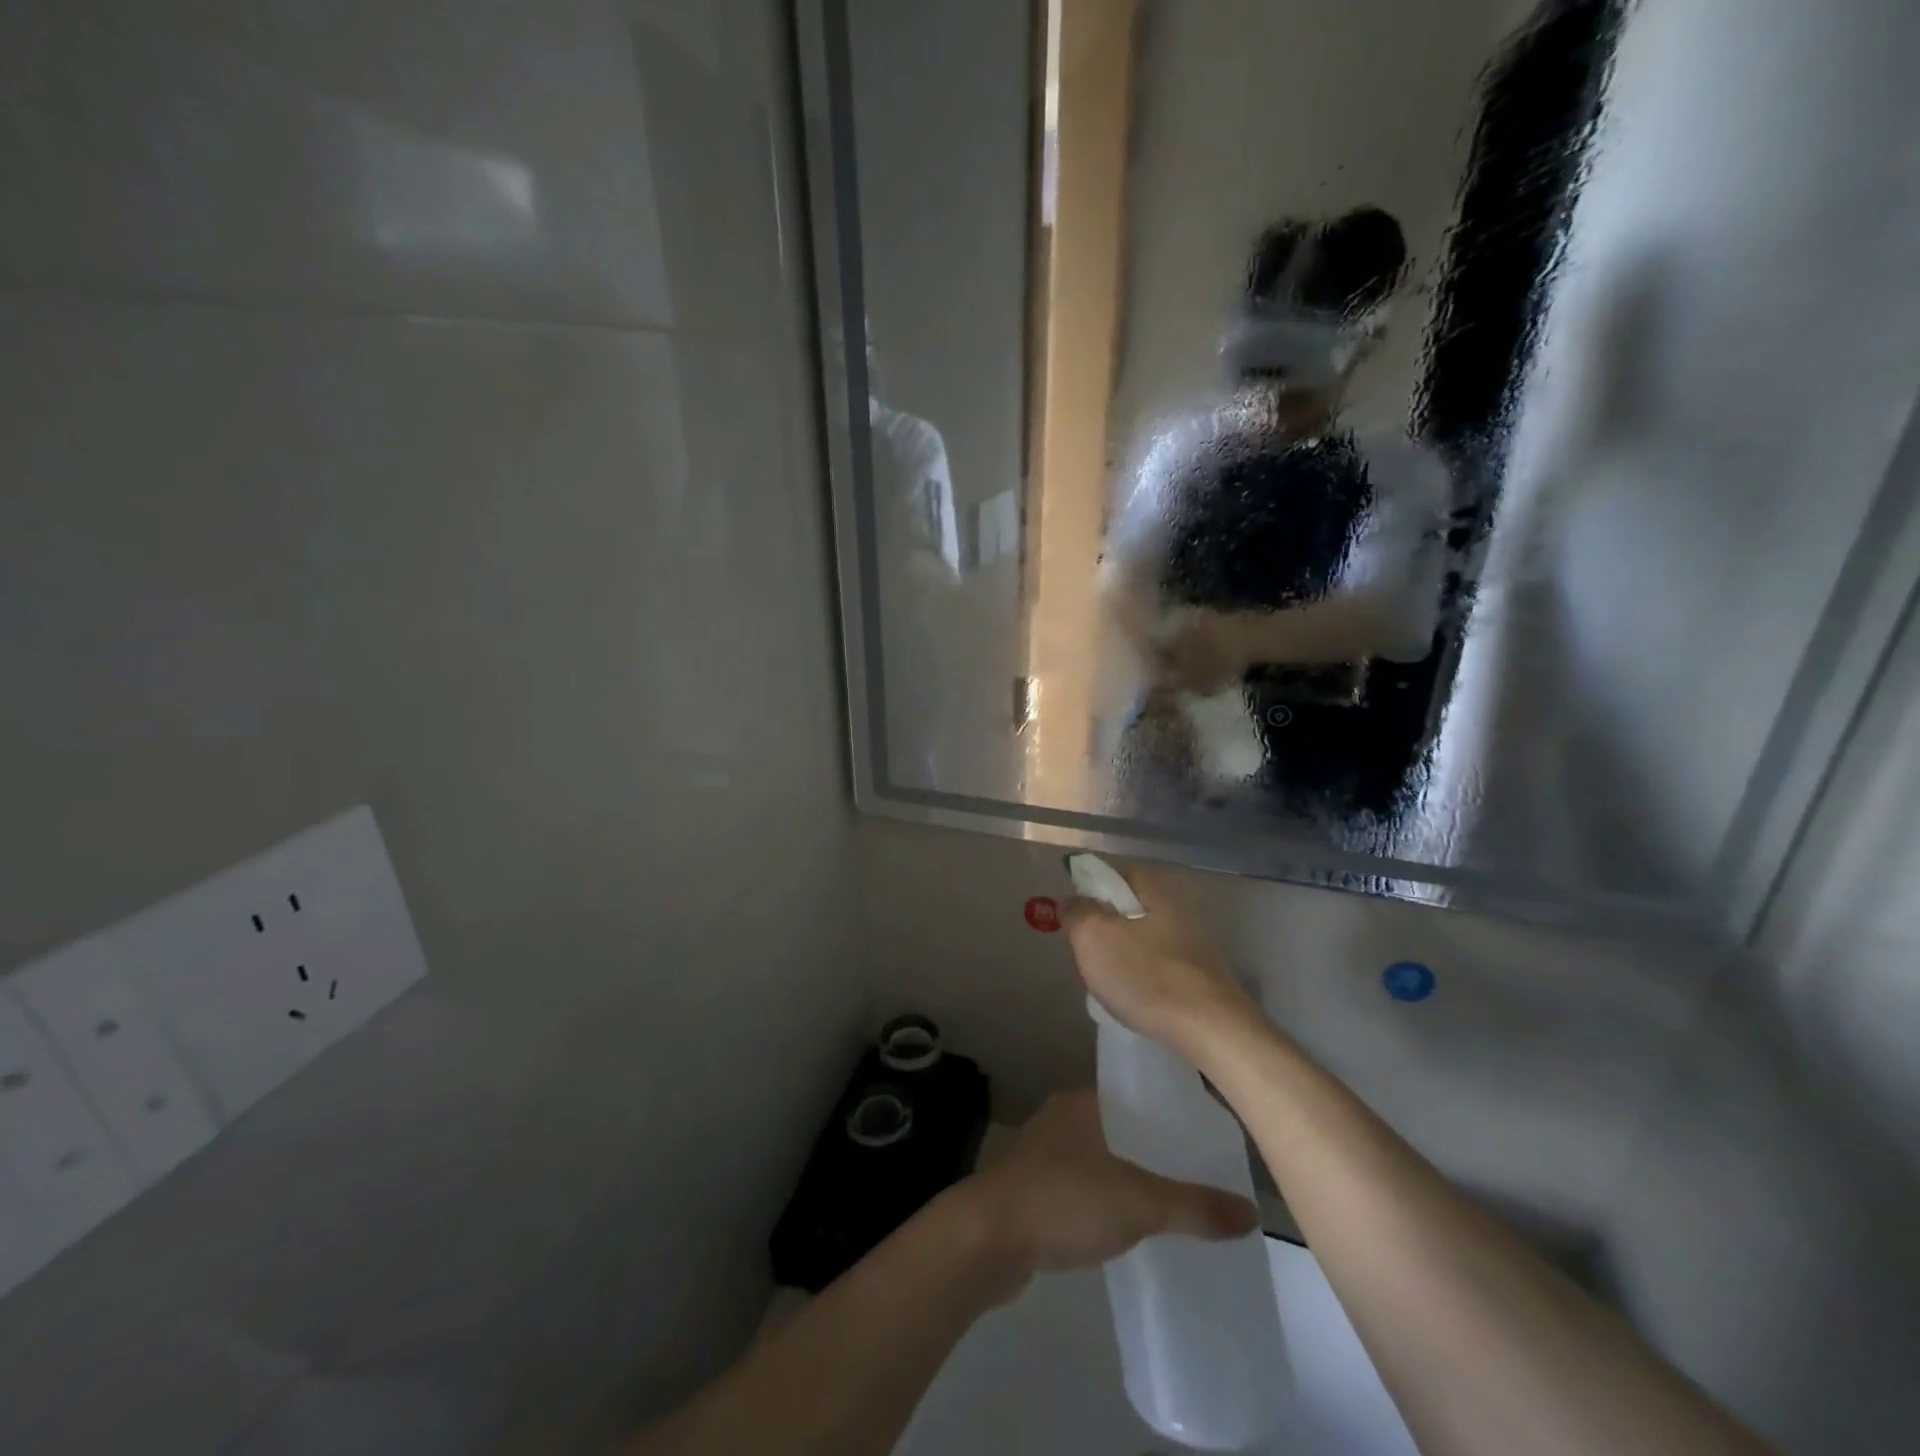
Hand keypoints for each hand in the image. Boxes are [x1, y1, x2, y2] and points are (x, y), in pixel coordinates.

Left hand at [964, 1091, 1256, 1296]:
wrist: (987, 1238)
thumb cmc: (1063, 1200)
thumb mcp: (1138, 1202)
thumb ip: (1193, 1206)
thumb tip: (1253, 1213)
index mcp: (1083, 1100)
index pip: (1137, 1092)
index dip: (1171, 1108)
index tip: (1208, 1130)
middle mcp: (1063, 1117)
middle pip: (1122, 1125)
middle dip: (1157, 1146)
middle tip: (1203, 1171)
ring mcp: (1044, 1152)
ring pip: (1102, 1156)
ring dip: (1131, 1173)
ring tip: (1175, 1198)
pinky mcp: (1034, 1188)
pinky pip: (1084, 1185)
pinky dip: (1108, 1198)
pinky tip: (1131, 1223)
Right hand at [1062, 862, 1260, 1051]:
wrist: (1213, 1030)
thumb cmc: (1146, 976)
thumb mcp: (1093, 938)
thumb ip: (1077, 911)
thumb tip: (1074, 901)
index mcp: (1154, 884)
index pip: (1109, 874)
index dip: (1087, 894)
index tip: (1075, 923)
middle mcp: (1178, 902)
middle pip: (1125, 907)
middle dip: (1103, 929)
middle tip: (1087, 956)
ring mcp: (1195, 938)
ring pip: (1141, 937)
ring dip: (1122, 956)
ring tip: (1109, 983)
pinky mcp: (1202, 971)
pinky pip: (1159, 964)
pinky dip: (1143, 976)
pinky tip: (1137, 999)